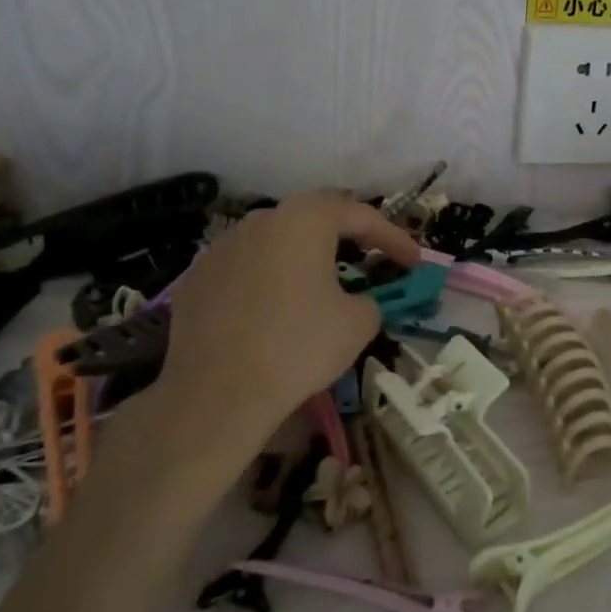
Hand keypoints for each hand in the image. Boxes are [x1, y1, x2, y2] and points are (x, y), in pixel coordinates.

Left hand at [154, 193, 421, 461]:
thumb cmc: (298, 346)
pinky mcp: (196, 277)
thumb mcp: (359, 323)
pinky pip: (245, 268)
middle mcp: (262, 220)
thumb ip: (370, 299)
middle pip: (314, 220)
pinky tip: (274, 310)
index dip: (394, 238)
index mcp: (305, 219)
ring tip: (320, 285)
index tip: (414, 262)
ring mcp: (222, 246)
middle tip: (371, 259)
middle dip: (347, 238)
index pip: (361, 216)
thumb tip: (358, 301)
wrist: (216, 395)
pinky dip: (268, 280)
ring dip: (303, 257)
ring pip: (276, 242)